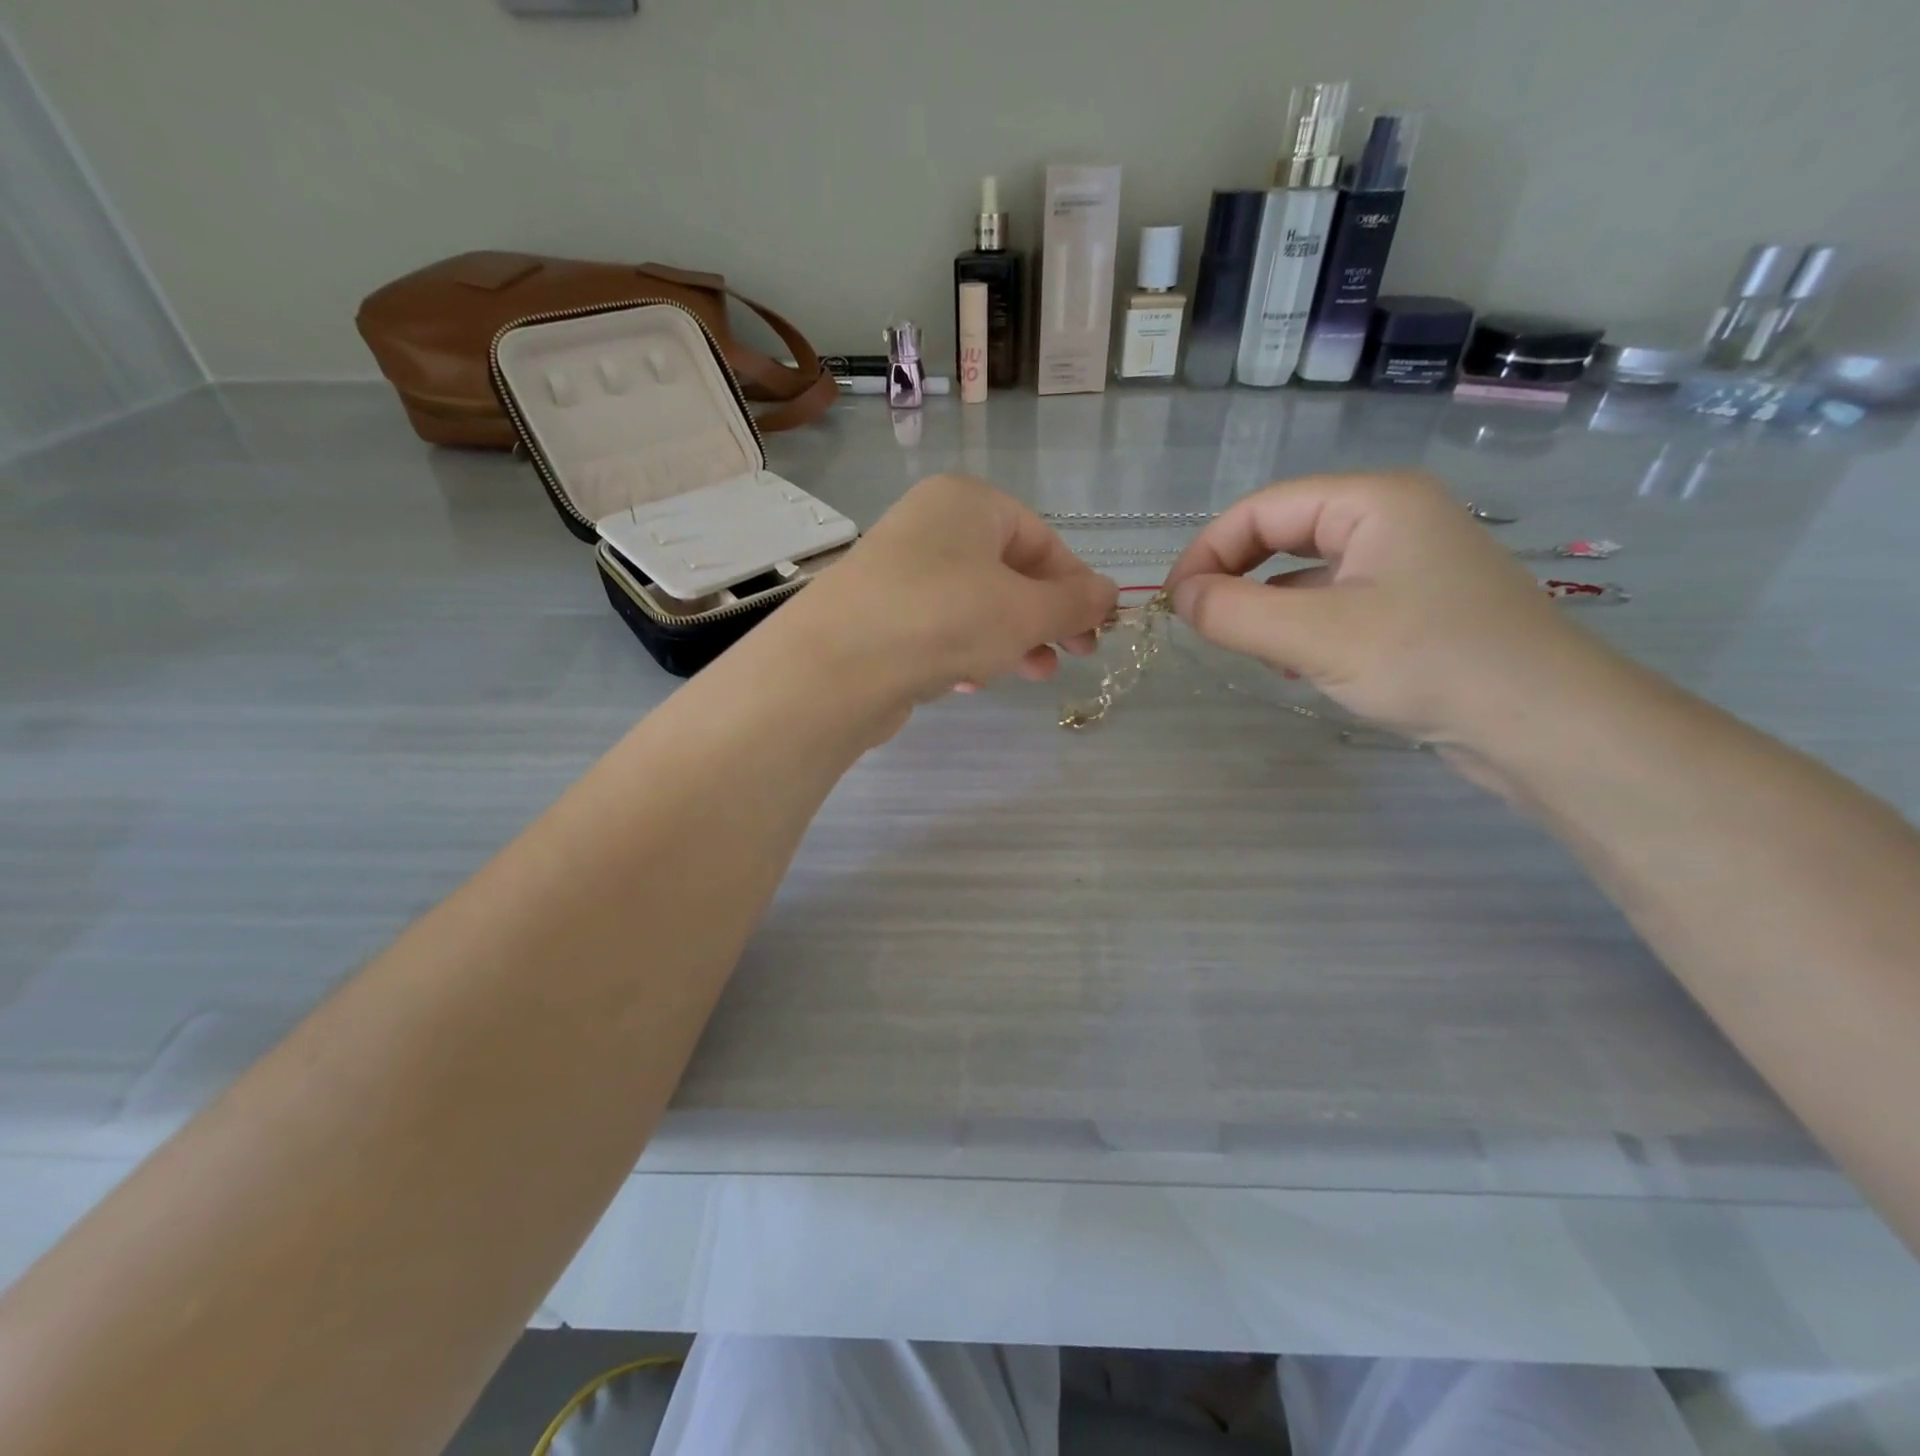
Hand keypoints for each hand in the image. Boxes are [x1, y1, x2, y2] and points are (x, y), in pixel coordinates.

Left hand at [790, 474, 1117, 704]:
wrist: (838, 665)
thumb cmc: (947, 618)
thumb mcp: (1025, 611)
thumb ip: (1074, 603)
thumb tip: (1110, 593)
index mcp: (967, 503)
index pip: (1041, 539)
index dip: (1076, 585)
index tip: (1097, 628)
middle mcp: (929, 526)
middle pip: (1007, 572)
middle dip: (1044, 618)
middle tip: (1073, 655)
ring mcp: (897, 571)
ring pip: (973, 603)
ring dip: (1009, 639)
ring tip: (1032, 674)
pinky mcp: (877, 614)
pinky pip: (937, 627)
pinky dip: (962, 650)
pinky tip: (968, 683)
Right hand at [1163, 472, 1599, 745]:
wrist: (1546, 725)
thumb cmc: (1429, 661)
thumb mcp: (1316, 637)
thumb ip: (1235, 612)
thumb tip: (1180, 599)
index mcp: (1373, 501)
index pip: (1263, 508)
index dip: (1209, 551)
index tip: (1175, 603)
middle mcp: (1391, 519)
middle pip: (1285, 535)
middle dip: (1238, 578)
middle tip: (1205, 625)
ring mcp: (1406, 564)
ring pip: (1307, 574)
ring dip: (1268, 609)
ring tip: (1255, 652)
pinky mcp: (1414, 608)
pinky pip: (1335, 603)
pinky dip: (1302, 629)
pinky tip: (1298, 667)